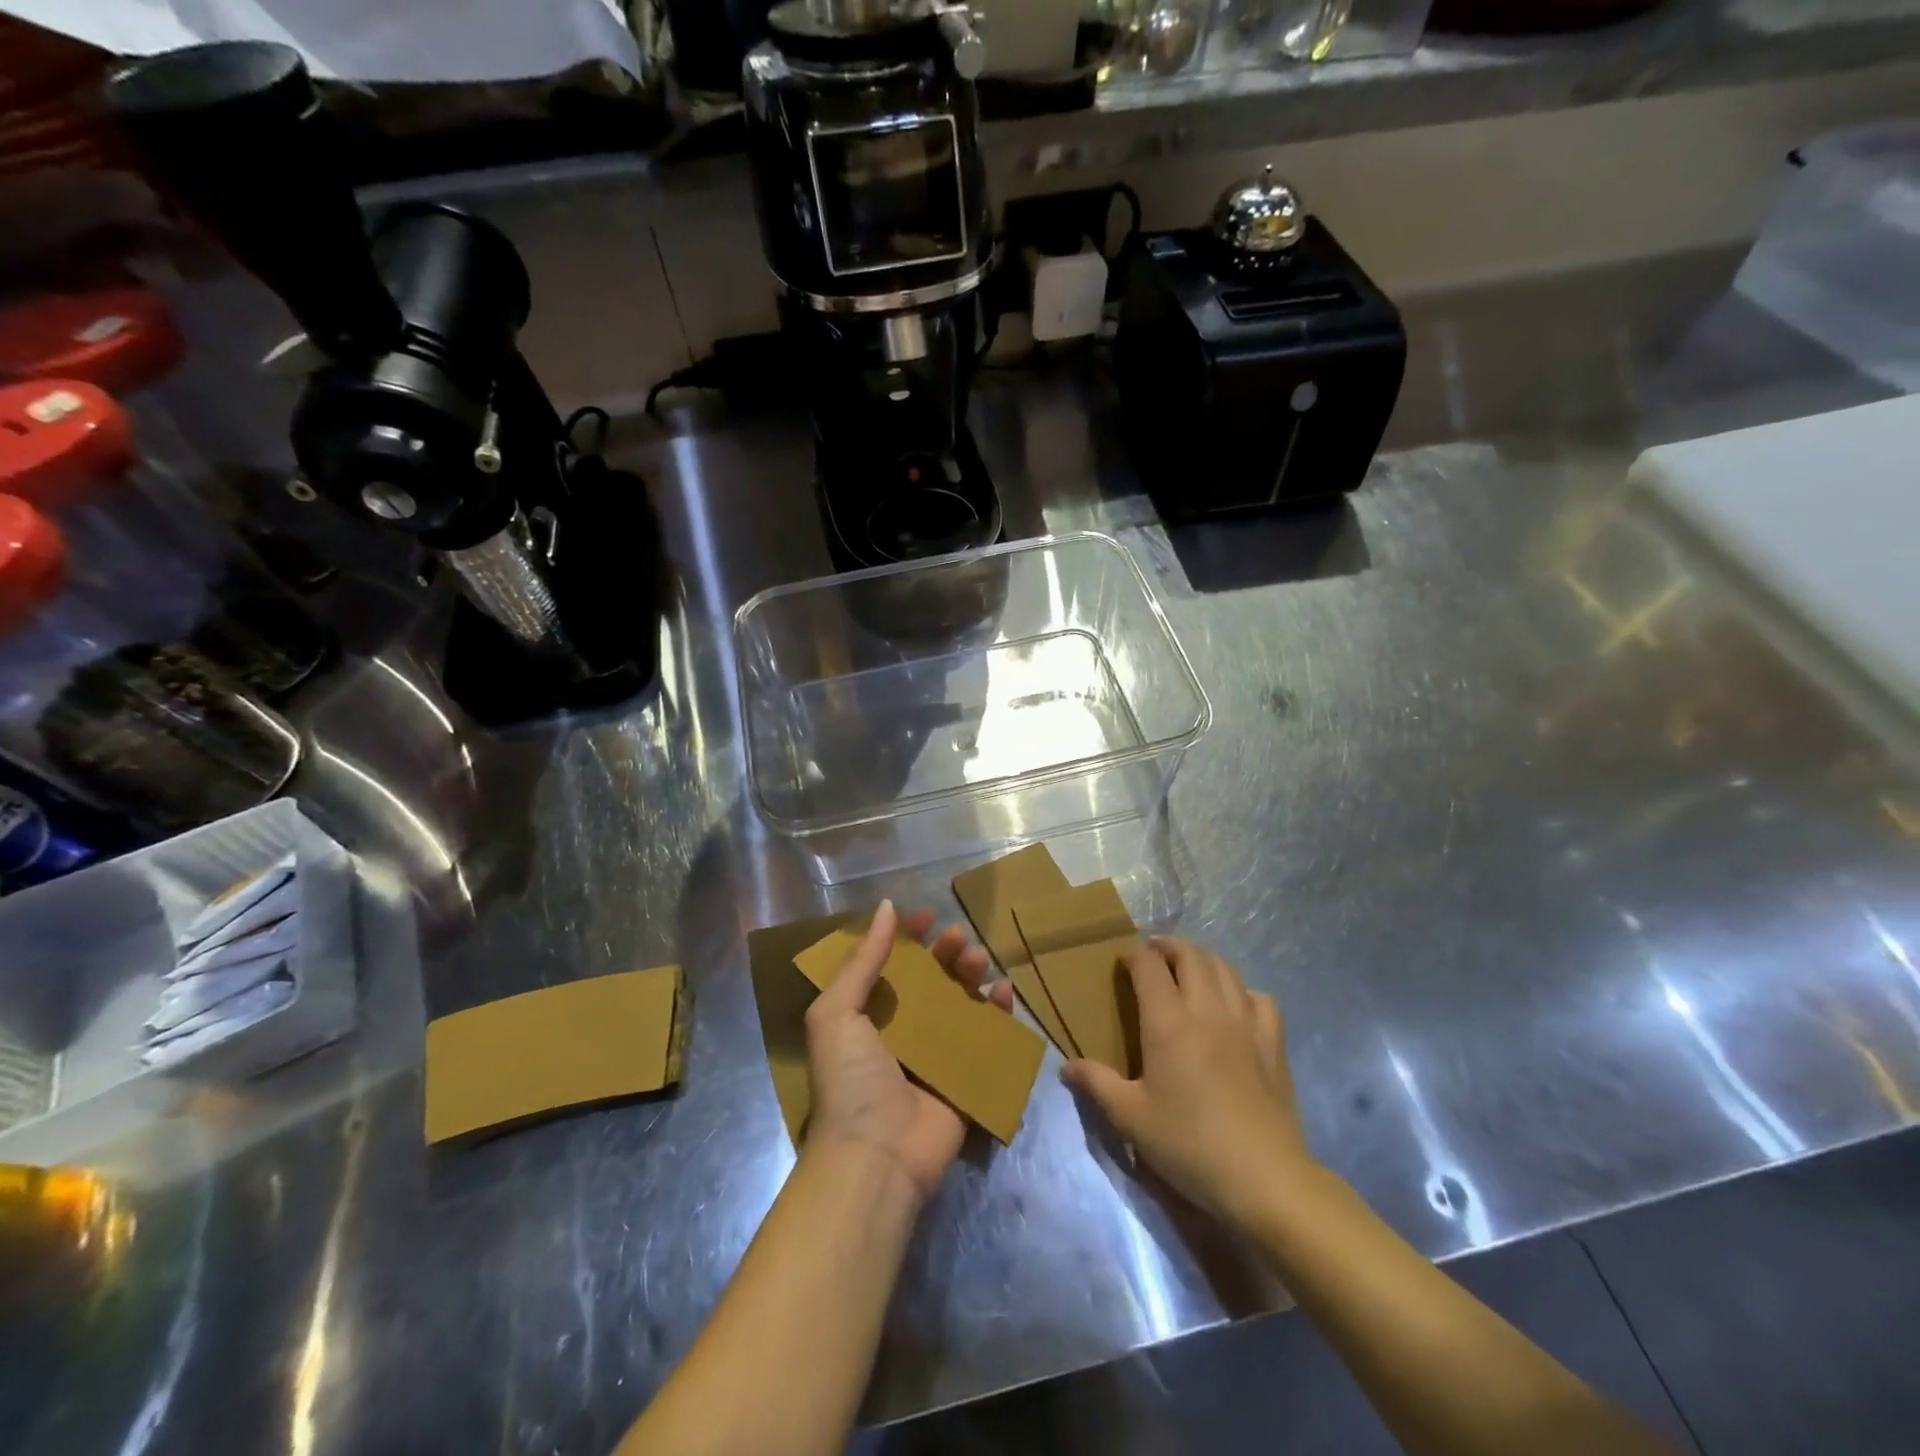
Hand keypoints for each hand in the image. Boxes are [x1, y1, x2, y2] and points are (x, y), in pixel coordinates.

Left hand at [804, 900, 1014, 1207]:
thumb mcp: (837, 1012)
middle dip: (946, 952)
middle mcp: (903, 1029)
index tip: (927, 916)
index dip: (908, 938)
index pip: (891, 964)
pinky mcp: (966, 1076)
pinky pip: (987, 1037)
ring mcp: (937, 1053)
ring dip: (972, 974)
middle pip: (931, 979)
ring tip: (979, 961)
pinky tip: (1003, 992)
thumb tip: (888, 907)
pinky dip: (999, 1012)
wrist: (876, 1156)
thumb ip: (863, 960)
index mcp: (868, 1014)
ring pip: (961, 1001)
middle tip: (959, 938)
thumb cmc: (850, 1079)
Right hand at [1063, 937, 1314, 1225]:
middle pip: (1190, 955)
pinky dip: (1243, 991)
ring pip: (1225, 968)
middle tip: (1153, 956)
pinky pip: (1260, 998)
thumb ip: (1096, 1084)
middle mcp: (1207, 1010)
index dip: (1134, 957)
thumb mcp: (1130, 1118)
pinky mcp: (1274, 1043)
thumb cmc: (1189, 1144)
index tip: (1123, 966)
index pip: (1149, 966)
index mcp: (1168, 1022)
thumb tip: (1066, 1066)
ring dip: (1203, 959)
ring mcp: (1245, 1023)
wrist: (1263, 1178)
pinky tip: (1236, 1007)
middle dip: (1168, 946)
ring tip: (1189, 971)